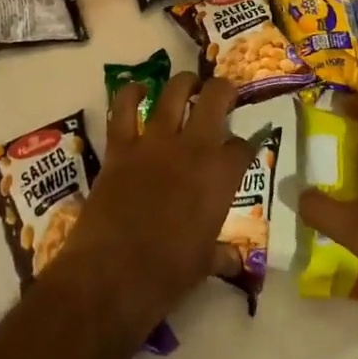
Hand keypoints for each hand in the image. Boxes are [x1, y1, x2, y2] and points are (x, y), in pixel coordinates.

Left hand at [45, 72, 253, 333]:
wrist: (111, 274)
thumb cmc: (166, 275)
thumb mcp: (204, 265)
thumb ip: (221, 254)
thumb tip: (233, 259)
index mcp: (220, 178)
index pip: (243, 147)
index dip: (246, 145)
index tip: (243, 149)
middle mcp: (192, 149)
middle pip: (215, 99)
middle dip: (223, 91)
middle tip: (224, 93)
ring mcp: (154, 143)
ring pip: (173, 93)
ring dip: (184, 83)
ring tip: (189, 84)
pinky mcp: (120, 146)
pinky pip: (124, 108)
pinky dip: (130, 93)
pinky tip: (138, 89)